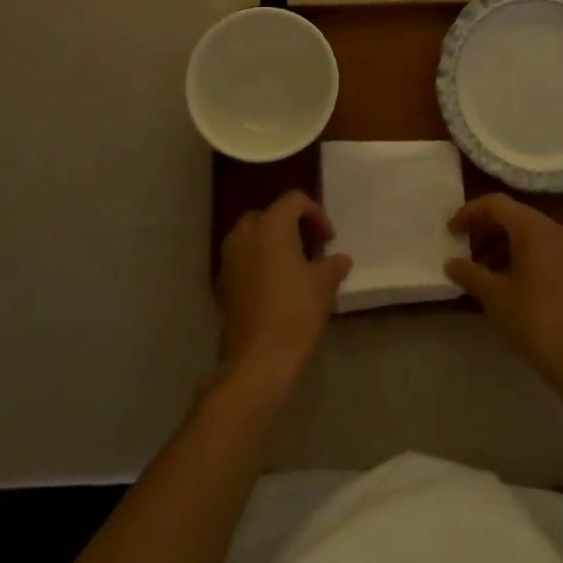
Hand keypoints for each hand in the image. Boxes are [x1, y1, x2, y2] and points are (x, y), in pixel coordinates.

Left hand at [213, 191, 351, 404]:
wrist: (256, 362)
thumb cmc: (294, 314)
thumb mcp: (323, 286)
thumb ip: (332, 266)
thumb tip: (341, 259)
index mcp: (270, 226)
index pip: (294, 200)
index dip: (316, 214)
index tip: (328, 240)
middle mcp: (245, 234)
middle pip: (270, 215)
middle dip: (292, 226)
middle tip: (311, 248)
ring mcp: (229, 259)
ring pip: (253, 237)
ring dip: (273, 244)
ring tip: (295, 268)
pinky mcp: (222, 284)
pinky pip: (243, 259)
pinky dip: (259, 263)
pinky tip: (276, 288)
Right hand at [446, 194, 562, 387]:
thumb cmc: (536, 322)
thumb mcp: (496, 297)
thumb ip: (470, 273)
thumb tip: (450, 263)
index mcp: (534, 228)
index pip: (496, 204)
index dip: (469, 213)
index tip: (451, 232)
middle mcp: (554, 229)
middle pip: (512, 215)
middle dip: (484, 230)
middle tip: (463, 252)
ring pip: (526, 232)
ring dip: (499, 244)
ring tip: (480, 271)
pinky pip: (540, 248)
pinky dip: (518, 255)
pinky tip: (504, 282)